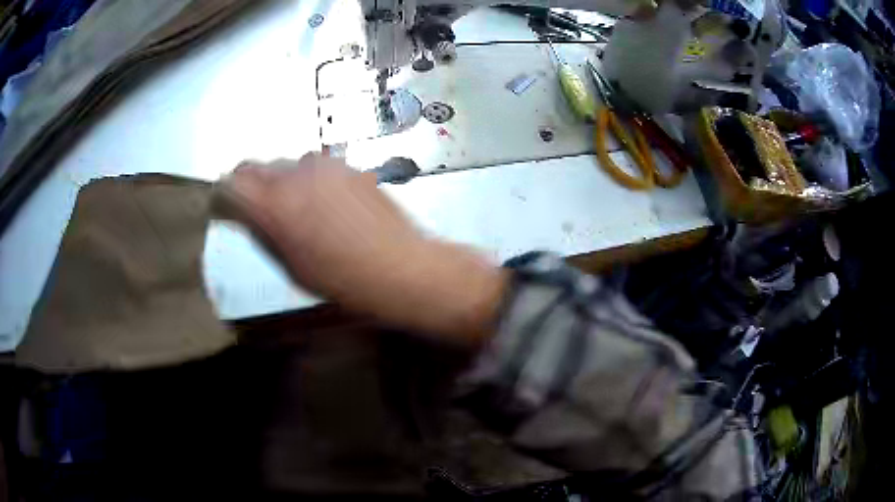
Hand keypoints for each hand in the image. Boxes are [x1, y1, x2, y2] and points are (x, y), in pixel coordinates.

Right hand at [215, 154, 508, 343]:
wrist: (399, 266)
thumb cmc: (342, 280)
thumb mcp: (291, 264)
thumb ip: (264, 230)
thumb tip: (249, 213)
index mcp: (275, 203)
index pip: (232, 182)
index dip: (224, 193)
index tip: (225, 205)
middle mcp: (295, 174)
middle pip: (255, 166)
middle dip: (249, 183)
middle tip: (254, 205)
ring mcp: (325, 165)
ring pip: (286, 163)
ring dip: (280, 179)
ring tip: (293, 205)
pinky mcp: (349, 165)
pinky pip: (314, 166)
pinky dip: (306, 178)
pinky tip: (322, 201)